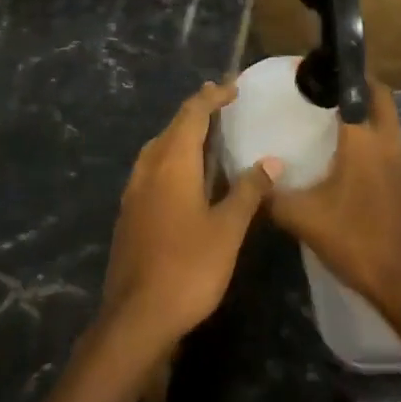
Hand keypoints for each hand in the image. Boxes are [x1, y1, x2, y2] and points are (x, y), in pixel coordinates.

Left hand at [101, 81, 277, 351]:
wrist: (137, 315)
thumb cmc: (188, 267)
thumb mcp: (227, 230)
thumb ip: (248, 192)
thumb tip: (271, 161)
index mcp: (172, 163)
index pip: (192, 114)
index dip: (211, 97)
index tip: (232, 87)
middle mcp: (148, 167)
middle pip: (172, 127)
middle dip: (196, 111)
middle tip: (221, 103)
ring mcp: (134, 189)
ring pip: (158, 147)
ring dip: (181, 134)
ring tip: (205, 135)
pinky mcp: (129, 211)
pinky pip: (151, 168)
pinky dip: (171, 157)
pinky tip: (184, 176)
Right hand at [268, 79, 400, 346]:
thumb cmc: (355, 242)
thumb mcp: (303, 219)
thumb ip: (271, 195)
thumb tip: (250, 179)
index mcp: (365, 142)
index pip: (361, 90)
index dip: (343, 75)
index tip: (319, 71)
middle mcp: (392, 146)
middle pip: (383, 101)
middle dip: (361, 90)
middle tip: (329, 95)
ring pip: (390, 131)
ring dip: (369, 124)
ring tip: (337, 133)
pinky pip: (395, 159)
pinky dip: (377, 155)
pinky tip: (356, 176)